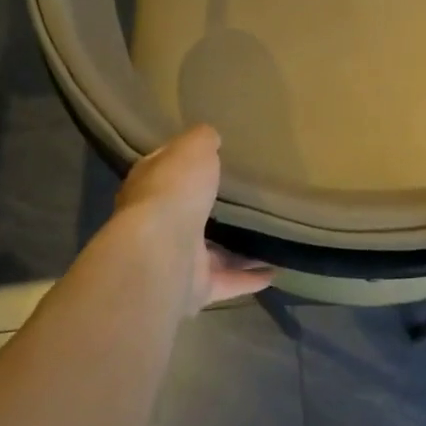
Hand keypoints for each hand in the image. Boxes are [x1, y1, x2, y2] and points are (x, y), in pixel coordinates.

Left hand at [115, 124, 273, 312]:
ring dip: (237, 251)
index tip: (211, 160)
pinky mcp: (195, 288)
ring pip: (210, 254)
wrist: (162, 253)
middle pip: (188, 215)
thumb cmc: (174, 192)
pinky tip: (275, 271)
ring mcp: (176, 260)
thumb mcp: (192, 150)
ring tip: (269, 239)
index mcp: (150, 187)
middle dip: (210, 211)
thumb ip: (202, 140)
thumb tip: (210, 137)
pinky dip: (249, 279)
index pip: (165, 171)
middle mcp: (159, 225)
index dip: (184, 165)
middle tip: (244, 201)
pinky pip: (227, 282)